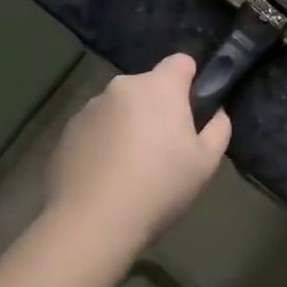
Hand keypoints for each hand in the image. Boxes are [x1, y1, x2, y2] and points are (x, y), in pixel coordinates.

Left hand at [46, 55, 229, 254]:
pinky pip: (95, 128)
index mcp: (160, 86)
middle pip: (149, 86)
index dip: (189, 81)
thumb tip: (216, 113)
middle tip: (163, 147)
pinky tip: (104, 176)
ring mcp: (90, 107)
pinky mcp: (67, 131)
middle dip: (157, 107)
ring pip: (120, 107)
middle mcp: (123, 86)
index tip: (191, 111)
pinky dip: (102, 142)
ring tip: (129, 167)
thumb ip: (219, 129)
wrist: (91, 224)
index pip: (181, 62)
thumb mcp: (206, 164)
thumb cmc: (159, 188)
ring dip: (128, 123)